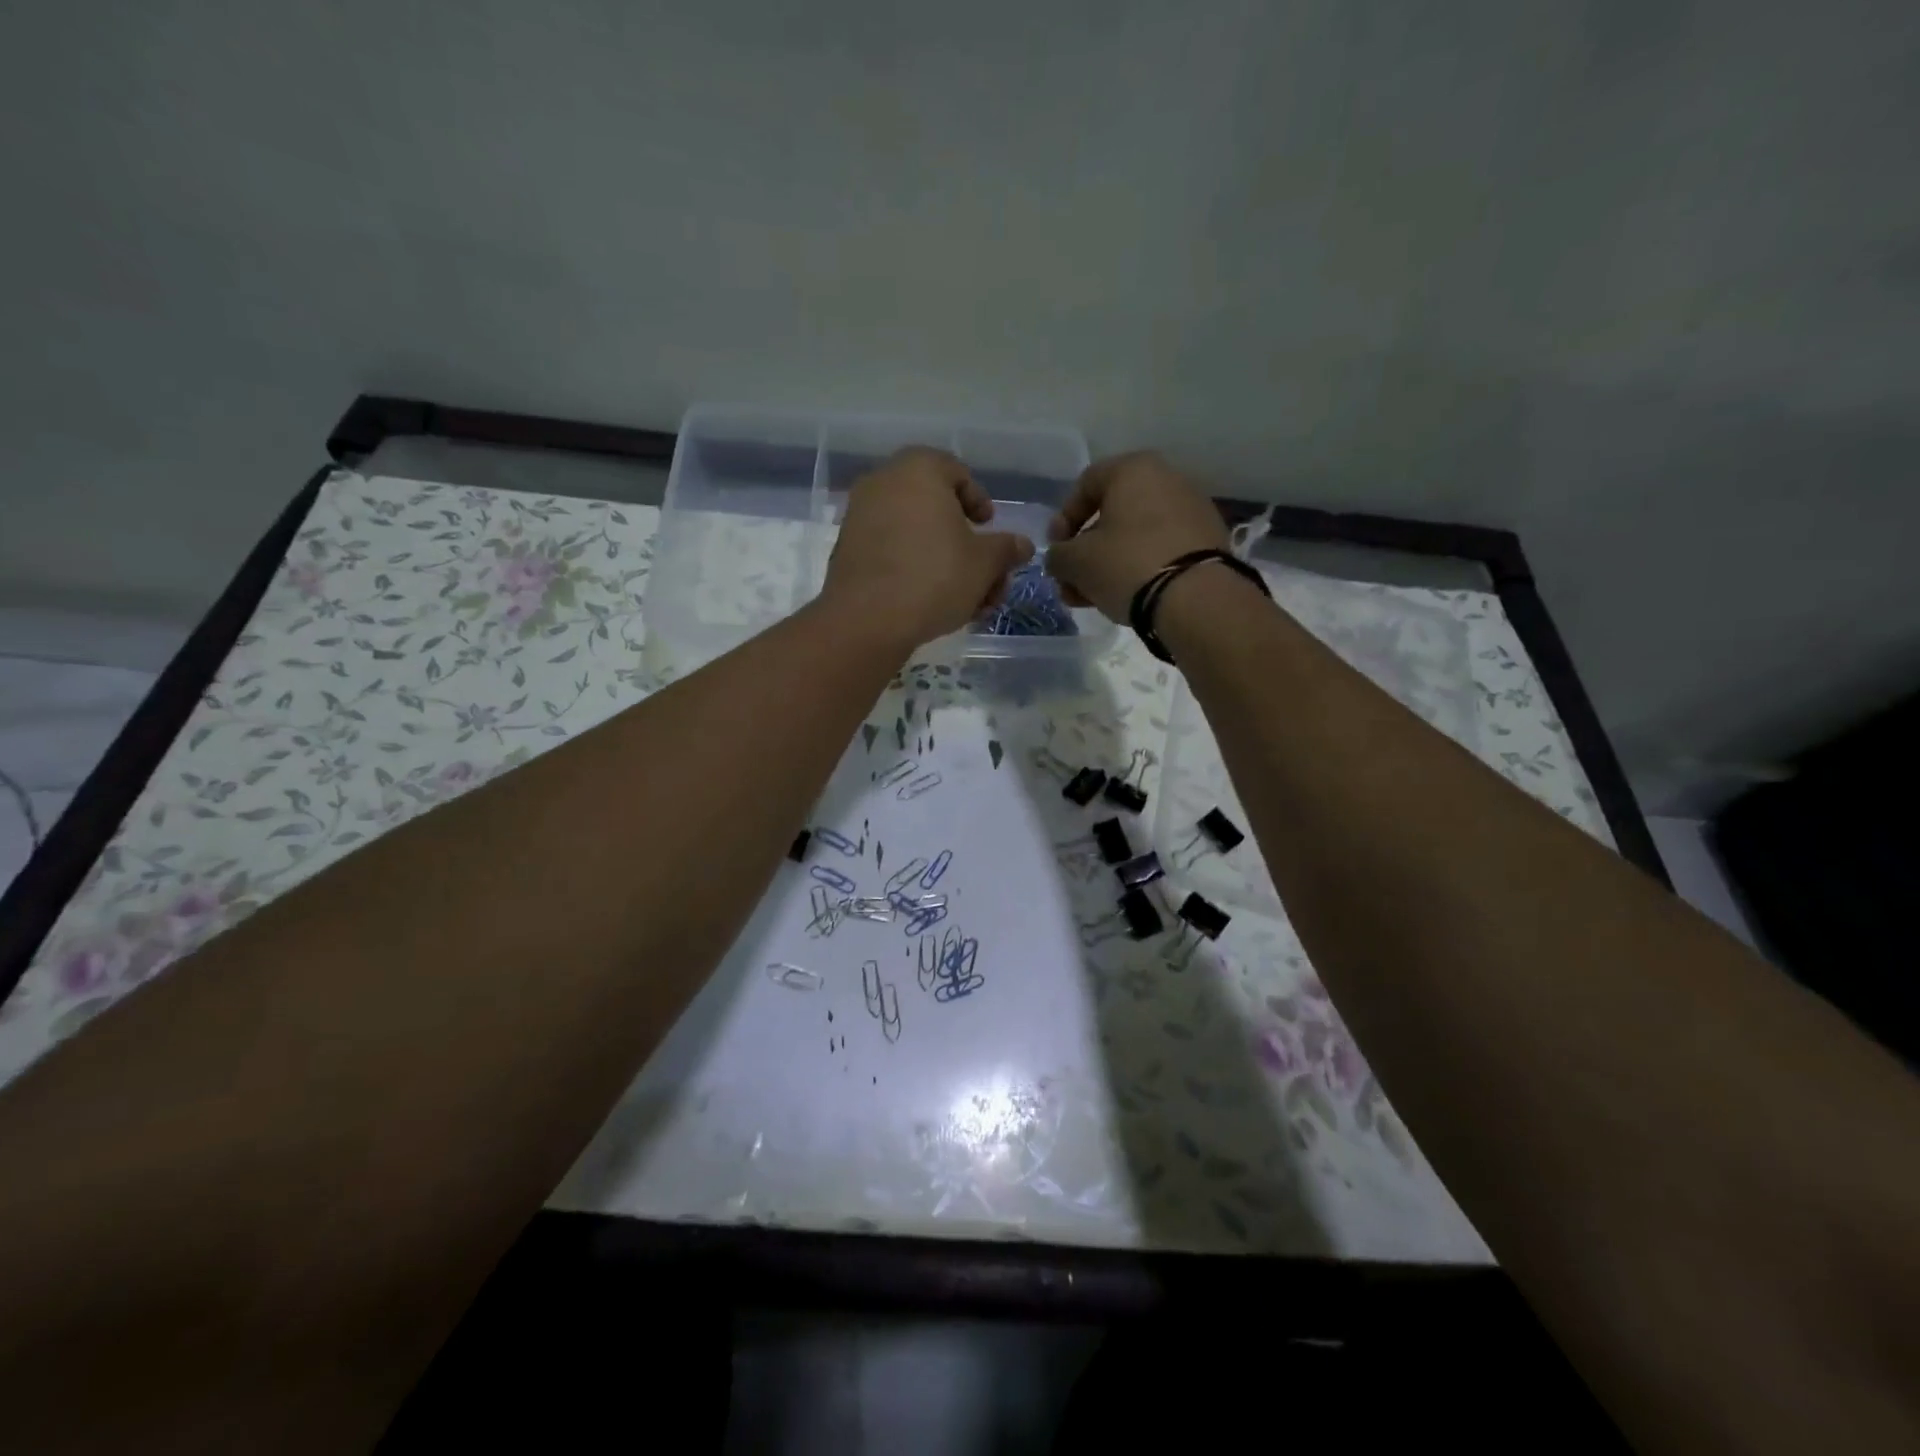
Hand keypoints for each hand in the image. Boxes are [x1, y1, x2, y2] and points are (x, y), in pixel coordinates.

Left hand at [821, 447, 1033, 648]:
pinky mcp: (847, 551)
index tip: (989, 530)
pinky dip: (914, 569)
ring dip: (944, 562)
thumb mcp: (985, 564)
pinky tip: (932, 603)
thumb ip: (1006, 549)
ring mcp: (860, 516)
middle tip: (984, 575)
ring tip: (965, 600)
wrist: (867, 620)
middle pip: (936, 508)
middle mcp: (883, 483)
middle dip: (965, 544)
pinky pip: (890, 551)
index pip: (957, 472)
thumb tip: (1022, 545)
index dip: (979, 502)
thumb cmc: (934, 578)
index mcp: (918, 470)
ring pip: (915, 534)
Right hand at [1044, 452, 1229, 619]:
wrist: (1195, 598)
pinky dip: (1138, 567)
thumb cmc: (1126, 564)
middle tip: (1071, 582)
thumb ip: (1058, 555)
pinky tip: (1126, 596)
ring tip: (1092, 598)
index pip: (1085, 485)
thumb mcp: (1076, 561)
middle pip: (1111, 514)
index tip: (1055, 551)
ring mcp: (1191, 509)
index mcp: (1133, 469)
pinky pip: (1160, 548)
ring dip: (1107, 564)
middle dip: (1085, 551)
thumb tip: (1061, 558)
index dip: (1062, 520)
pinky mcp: (1207, 540)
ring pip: (1134, 535)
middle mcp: (1167, 479)